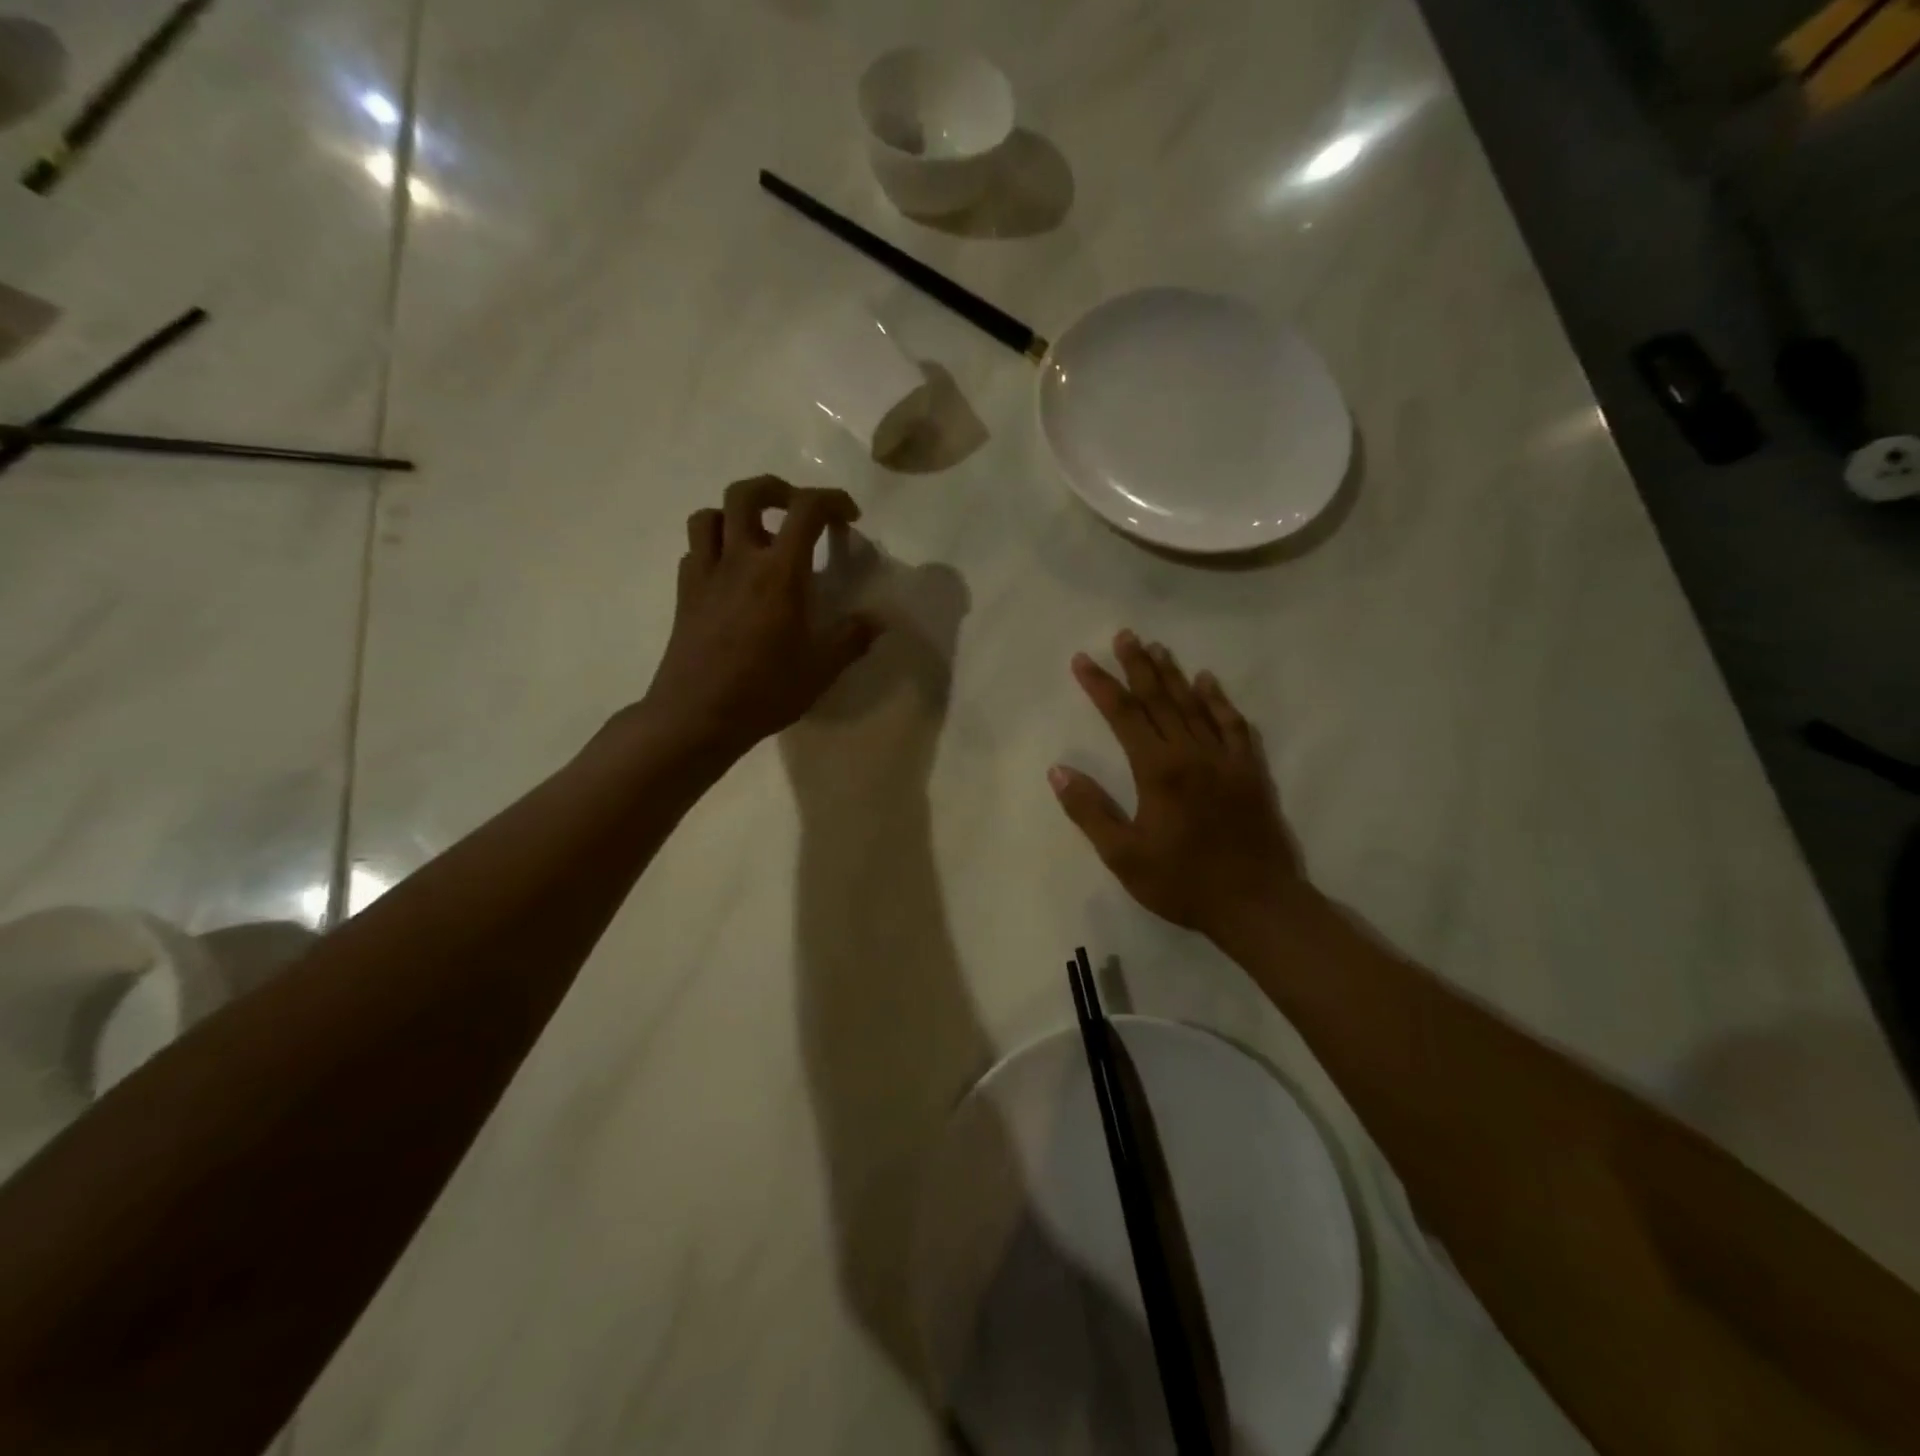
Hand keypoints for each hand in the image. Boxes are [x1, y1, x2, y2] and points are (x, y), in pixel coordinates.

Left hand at [640, 477, 882, 760]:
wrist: (696, 716)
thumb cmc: (764, 690)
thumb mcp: (821, 668)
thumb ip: (852, 638)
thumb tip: (879, 620)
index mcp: (779, 573)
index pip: (806, 510)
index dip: (832, 500)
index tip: (848, 516)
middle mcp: (739, 560)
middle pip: (746, 493)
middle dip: (776, 489)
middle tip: (797, 509)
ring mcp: (705, 574)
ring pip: (710, 515)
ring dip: (736, 515)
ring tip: (758, 537)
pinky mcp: (685, 594)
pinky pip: (696, 550)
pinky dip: (715, 547)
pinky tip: (731, 574)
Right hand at [1050, 630, 1301, 940]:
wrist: (1257, 904)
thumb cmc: (1183, 882)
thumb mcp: (1124, 856)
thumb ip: (1090, 810)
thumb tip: (1058, 770)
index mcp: (1158, 770)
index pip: (1123, 714)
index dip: (1101, 685)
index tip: (1082, 660)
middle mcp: (1191, 753)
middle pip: (1160, 699)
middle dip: (1138, 665)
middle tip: (1124, 635)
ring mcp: (1225, 759)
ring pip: (1196, 705)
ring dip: (1174, 675)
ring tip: (1159, 648)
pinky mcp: (1250, 771)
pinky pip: (1234, 726)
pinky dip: (1220, 701)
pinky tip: (1210, 683)